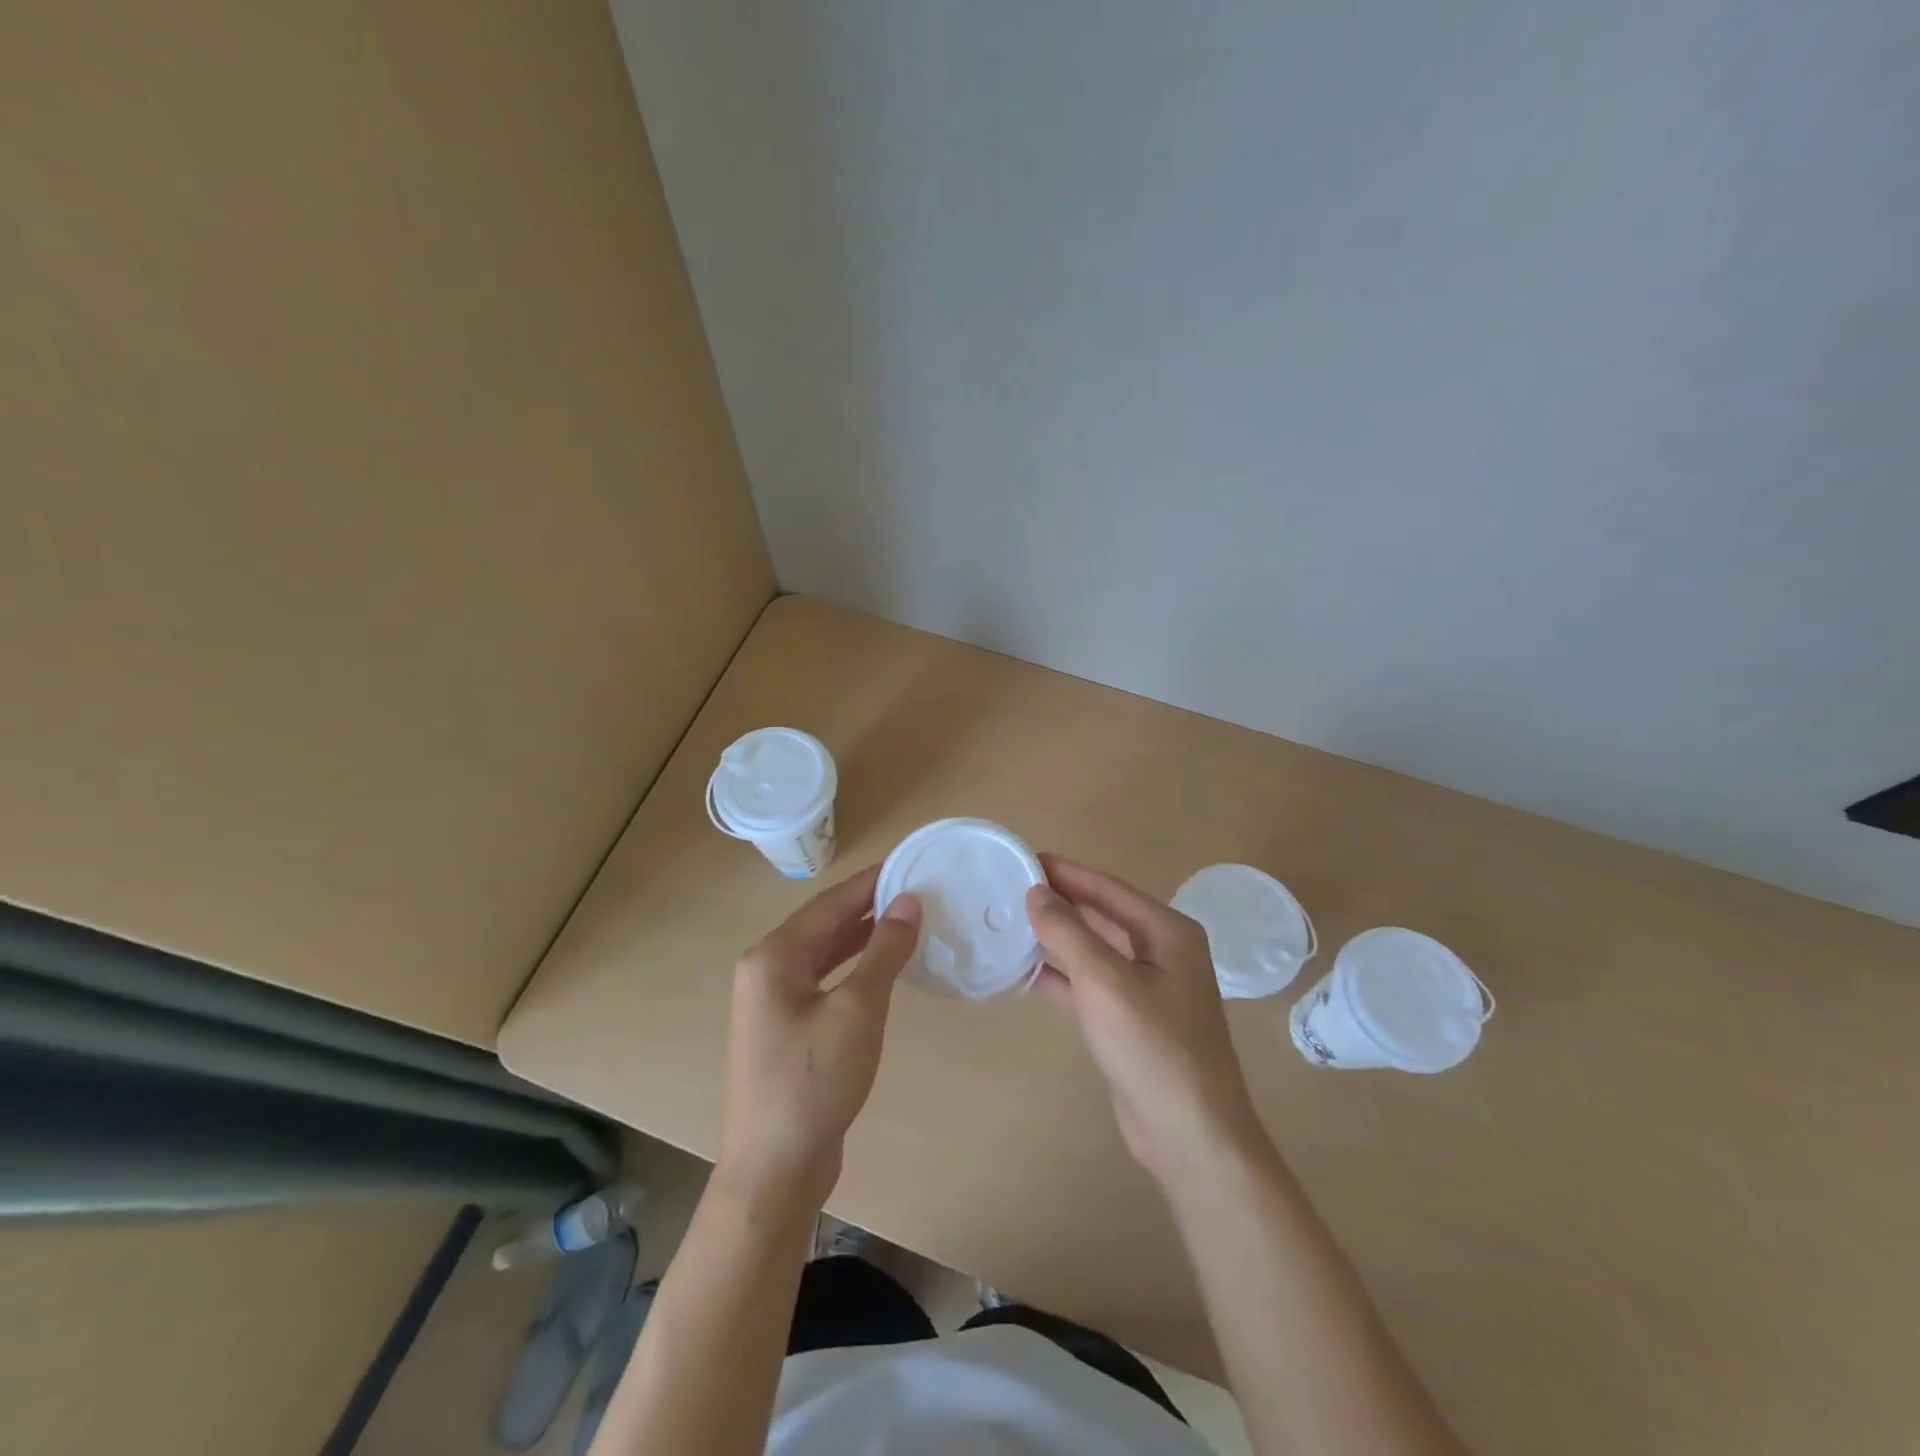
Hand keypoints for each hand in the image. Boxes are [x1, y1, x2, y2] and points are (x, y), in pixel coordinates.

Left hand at [715, 863, 920, 1211]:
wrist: (774, 1170)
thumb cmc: (814, 1082)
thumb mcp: (858, 1011)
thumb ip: (884, 951)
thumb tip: (909, 901)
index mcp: (773, 957)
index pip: (830, 903)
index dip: (871, 882)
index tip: (910, 864)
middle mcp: (765, 970)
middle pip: (823, 924)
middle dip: (868, 907)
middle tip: (916, 892)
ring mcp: (771, 1002)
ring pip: (823, 953)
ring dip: (861, 937)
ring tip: (905, 921)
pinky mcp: (783, 1029)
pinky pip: (822, 981)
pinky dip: (851, 968)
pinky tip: (879, 969)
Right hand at [1027, 855, 1264, 1183]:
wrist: (1190, 1134)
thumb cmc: (1152, 1046)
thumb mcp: (1105, 980)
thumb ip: (1069, 931)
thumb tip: (1037, 892)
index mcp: (1167, 932)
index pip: (1109, 888)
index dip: (1067, 872)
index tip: (1025, 857)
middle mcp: (1162, 953)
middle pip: (1103, 915)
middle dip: (1061, 902)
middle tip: (1012, 887)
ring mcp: (1149, 990)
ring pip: (1095, 951)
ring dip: (1058, 938)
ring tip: (1012, 923)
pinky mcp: (1132, 1022)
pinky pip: (1091, 985)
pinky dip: (1061, 976)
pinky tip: (1026, 972)